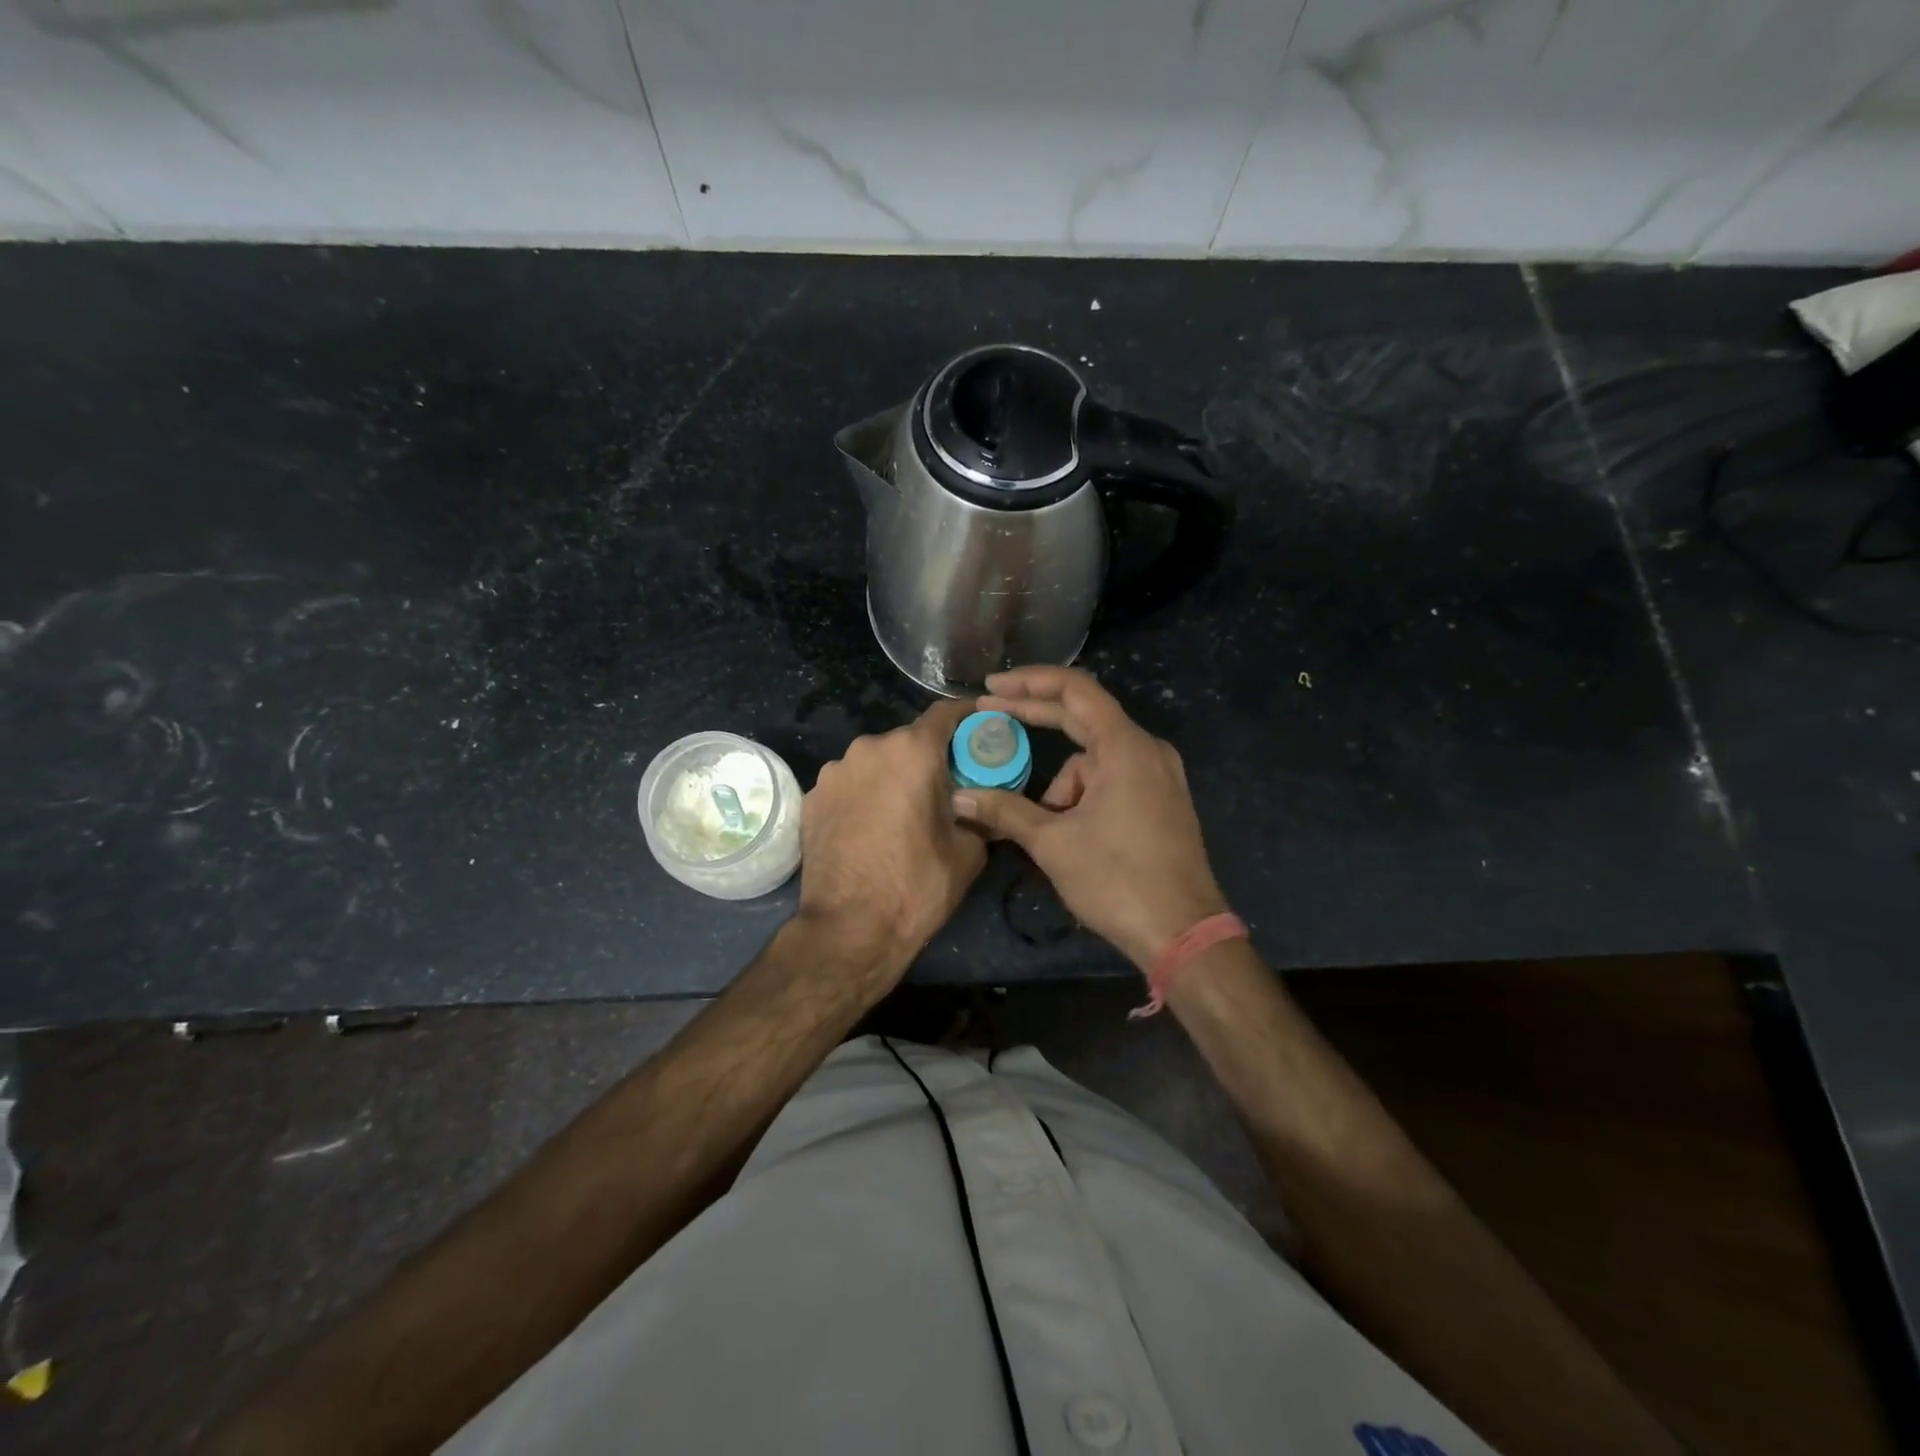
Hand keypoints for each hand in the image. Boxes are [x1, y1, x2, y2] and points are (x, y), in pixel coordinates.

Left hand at [798, 698, 987, 983]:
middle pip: (908, 741)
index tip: (981, 728)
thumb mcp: (969, 852)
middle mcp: (868, 748)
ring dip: (891, 777)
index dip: (967, 717)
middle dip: (928, 758)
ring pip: (874, 762)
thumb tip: (987, 805)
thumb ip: (982, 815)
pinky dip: (863, 796)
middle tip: (944, 787)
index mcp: (912, 751)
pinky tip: (869, 828)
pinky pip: (848, 785)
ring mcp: (834, 772)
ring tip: (902, 813)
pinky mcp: (811, 798)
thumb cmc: (917, 885)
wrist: (849, 929)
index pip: (945, 713)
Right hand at [953, 666, 1226, 970]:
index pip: (1074, 690)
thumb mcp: (1053, 843)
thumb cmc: (1117, 880)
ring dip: (1062, 786)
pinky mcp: (1162, 801)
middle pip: (1083, 716)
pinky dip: (1084, 798)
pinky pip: (1112, 780)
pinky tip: (1072, 835)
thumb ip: (1005, 811)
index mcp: (1125, 747)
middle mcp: (1147, 750)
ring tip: (1050, 834)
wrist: (1183, 933)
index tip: (992, 688)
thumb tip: (959, 798)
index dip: (1029, 683)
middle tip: (990, 713)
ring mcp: (1159, 775)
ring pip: (1093, 761)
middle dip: (1035, 717)